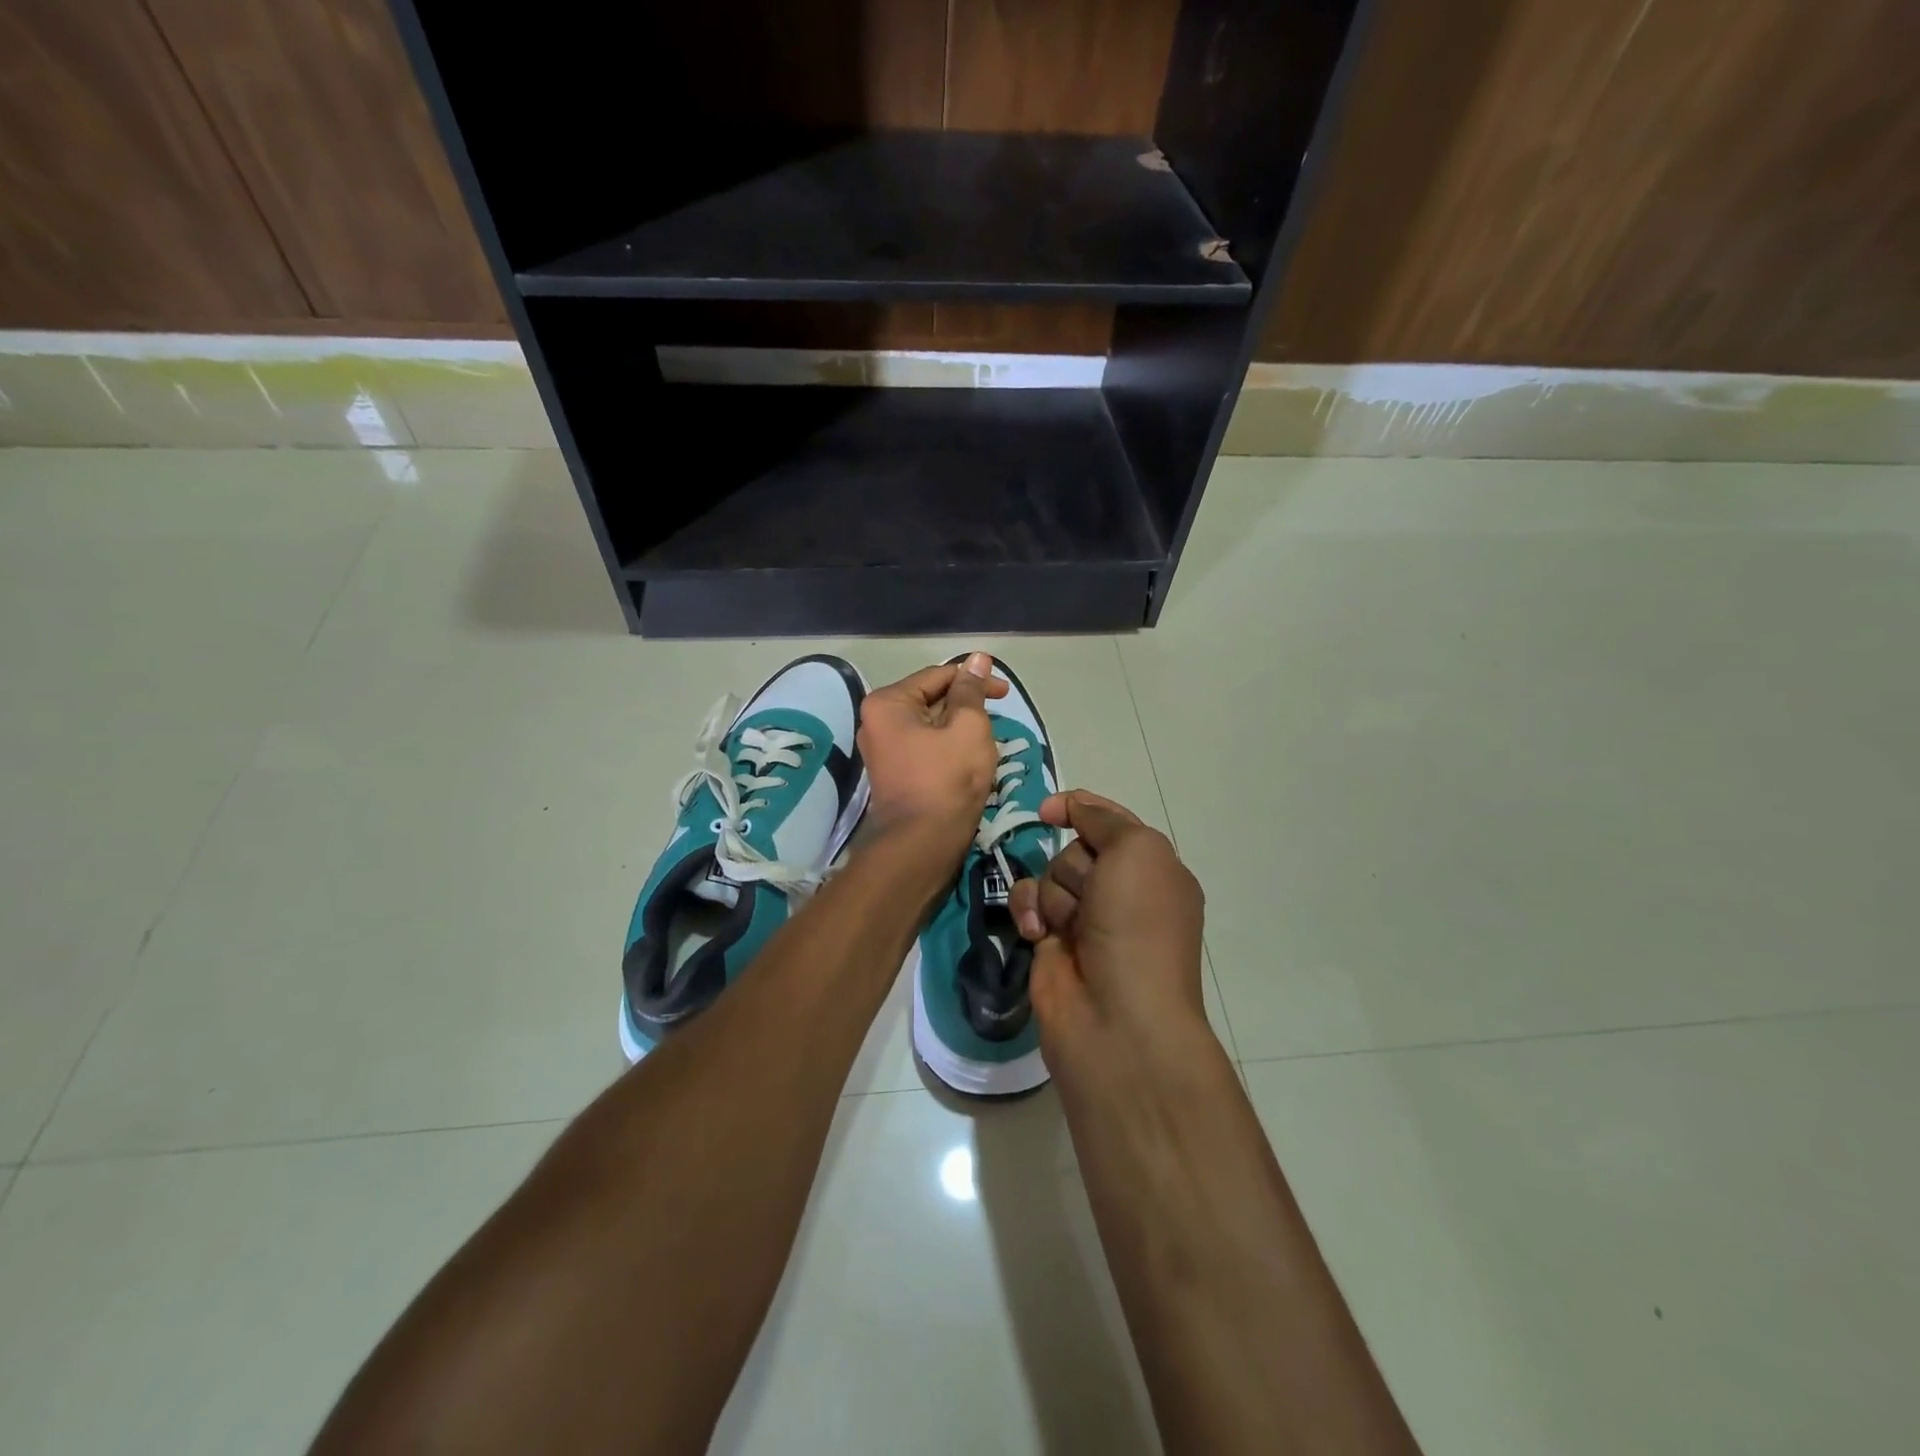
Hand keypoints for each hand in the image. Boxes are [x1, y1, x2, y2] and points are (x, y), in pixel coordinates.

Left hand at [856, 653, 1006, 855]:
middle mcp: (876, 721)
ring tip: (988, 741)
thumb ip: (972, 690)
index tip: (1006, 693)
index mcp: (887, 703)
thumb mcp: (968, 726)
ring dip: (960, 728)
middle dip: (967, 706)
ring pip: (931, 725)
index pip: (938, 676)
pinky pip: (925, 747)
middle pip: (931, 699)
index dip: (975, 679)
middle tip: (999, 719)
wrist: (922, 844)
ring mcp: (882, 749)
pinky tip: (970, 758)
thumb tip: (977, 659)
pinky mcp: (894, 773)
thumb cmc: (947, 779)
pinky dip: (949, 747)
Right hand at [1009, 790, 1206, 1056]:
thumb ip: (1103, 819)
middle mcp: (1122, 891)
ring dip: (1055, 894)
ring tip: (1070, 928)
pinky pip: (1028, 903)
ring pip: (1049, 874)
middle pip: (1075, 847)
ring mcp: (1086, 918)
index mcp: (1154, 869)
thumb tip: (1073, 808)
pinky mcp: (1052, 941)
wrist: (1118, 1017)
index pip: (1112, 821)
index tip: (1048, 810)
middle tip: (1093, 898)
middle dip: (1076, 867)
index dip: (1082, 809)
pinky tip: (1037, 934)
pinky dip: (1029, 912)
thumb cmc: (1138, 926)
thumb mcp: (1137, 851)